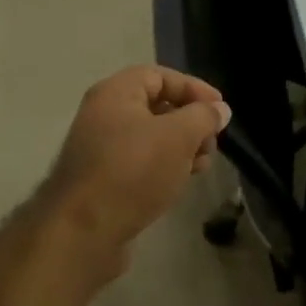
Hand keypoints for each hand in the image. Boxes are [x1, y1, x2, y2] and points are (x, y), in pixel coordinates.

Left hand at [47, 66, 230, 254]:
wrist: (85, 230)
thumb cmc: (134, 171)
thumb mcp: (178, 136)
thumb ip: (203, 117)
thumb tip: (219, 109)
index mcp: (115, 93)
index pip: (160, 76)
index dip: (194, 88)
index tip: (220, 110)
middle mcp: (103, 115)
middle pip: (156, 106)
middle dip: (190, 122)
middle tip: (212, 143)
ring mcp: (101, 149)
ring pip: (151, 138)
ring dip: (181, 147)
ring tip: (201, 166)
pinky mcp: (104, 179)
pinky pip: (140, 162)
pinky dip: (164, 166)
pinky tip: (180, 182)